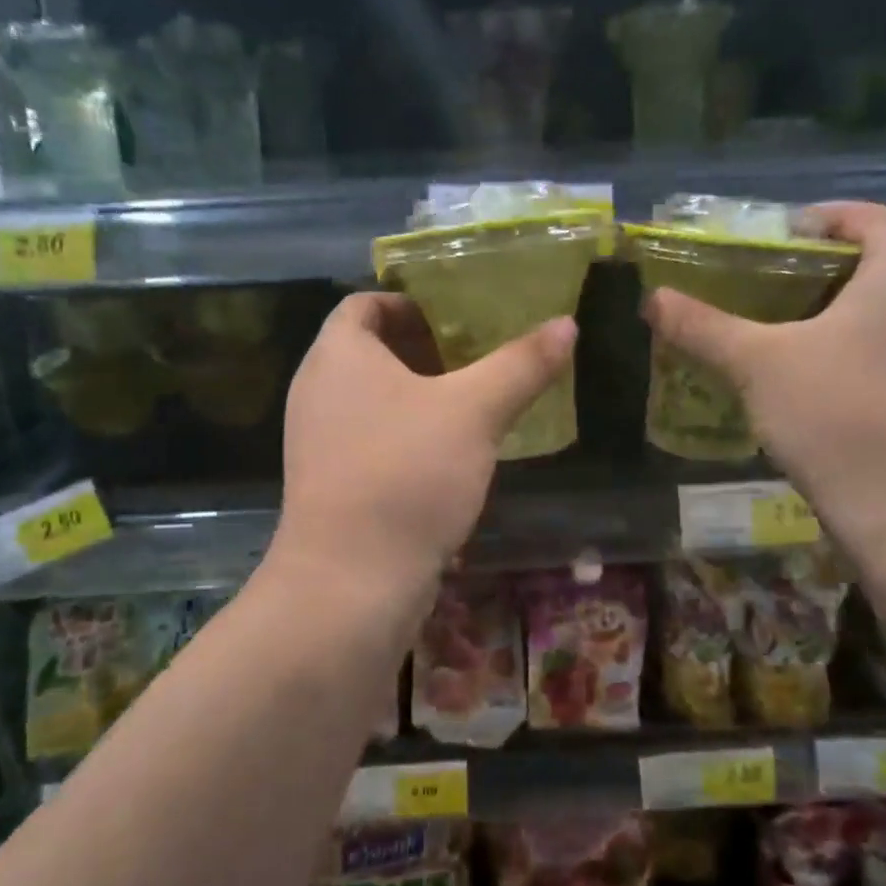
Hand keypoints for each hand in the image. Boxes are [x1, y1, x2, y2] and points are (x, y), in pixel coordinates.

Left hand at [276, 292, 575, 596]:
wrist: (350, 583)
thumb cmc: (407, 473)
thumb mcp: (475, 411)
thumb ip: (521, 364)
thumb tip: (567, 323)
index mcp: (338, 355)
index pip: (365, 303)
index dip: (411, 302)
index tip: (459, 316)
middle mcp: (318, 390)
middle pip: (372, 351)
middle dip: (426, 350)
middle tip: (481, 356)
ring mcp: (320, 442)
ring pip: (375, 400)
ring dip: (422, 396)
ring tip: (476, 403)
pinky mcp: (332, 485)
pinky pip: (373, 440)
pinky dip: (410, 435)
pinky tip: (453, 455)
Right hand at [643, 201, 885, 553]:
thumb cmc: (837, 413)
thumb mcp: (757, 364)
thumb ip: (704, 328)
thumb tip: (652, 299)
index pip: (880, 221)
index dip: (837, 214)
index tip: (789, 227)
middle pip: (882, 268)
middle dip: (825, 267)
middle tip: (770, 281)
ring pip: (882, 319)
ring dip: (834, 316)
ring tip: (779, 332)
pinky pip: (884, 359)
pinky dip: (845, 356)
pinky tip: (804, 386)